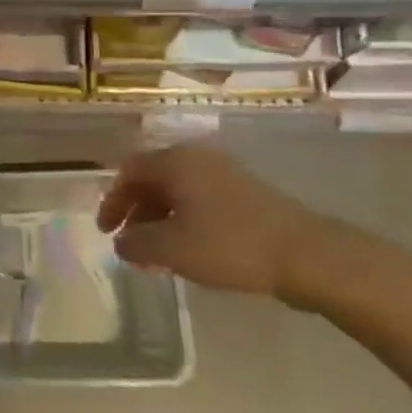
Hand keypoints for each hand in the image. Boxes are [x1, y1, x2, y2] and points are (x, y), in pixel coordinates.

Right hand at [97, 142, 330, 296]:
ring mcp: (224, 173)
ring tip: (155, 252)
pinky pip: (199, 199)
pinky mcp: (244, 193)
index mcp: (176, 161)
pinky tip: (188, 248)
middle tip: (128, 243)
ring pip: (177, 190)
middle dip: (135, 210)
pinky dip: (183, 219)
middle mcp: (197, 158)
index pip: (129, 171)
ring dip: (159, 218)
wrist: (305, 254)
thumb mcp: (172, 249)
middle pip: (152, 178)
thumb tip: (121, 242)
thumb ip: (137, 243)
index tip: (106, 231)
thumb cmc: (230, 244)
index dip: (112, 201)